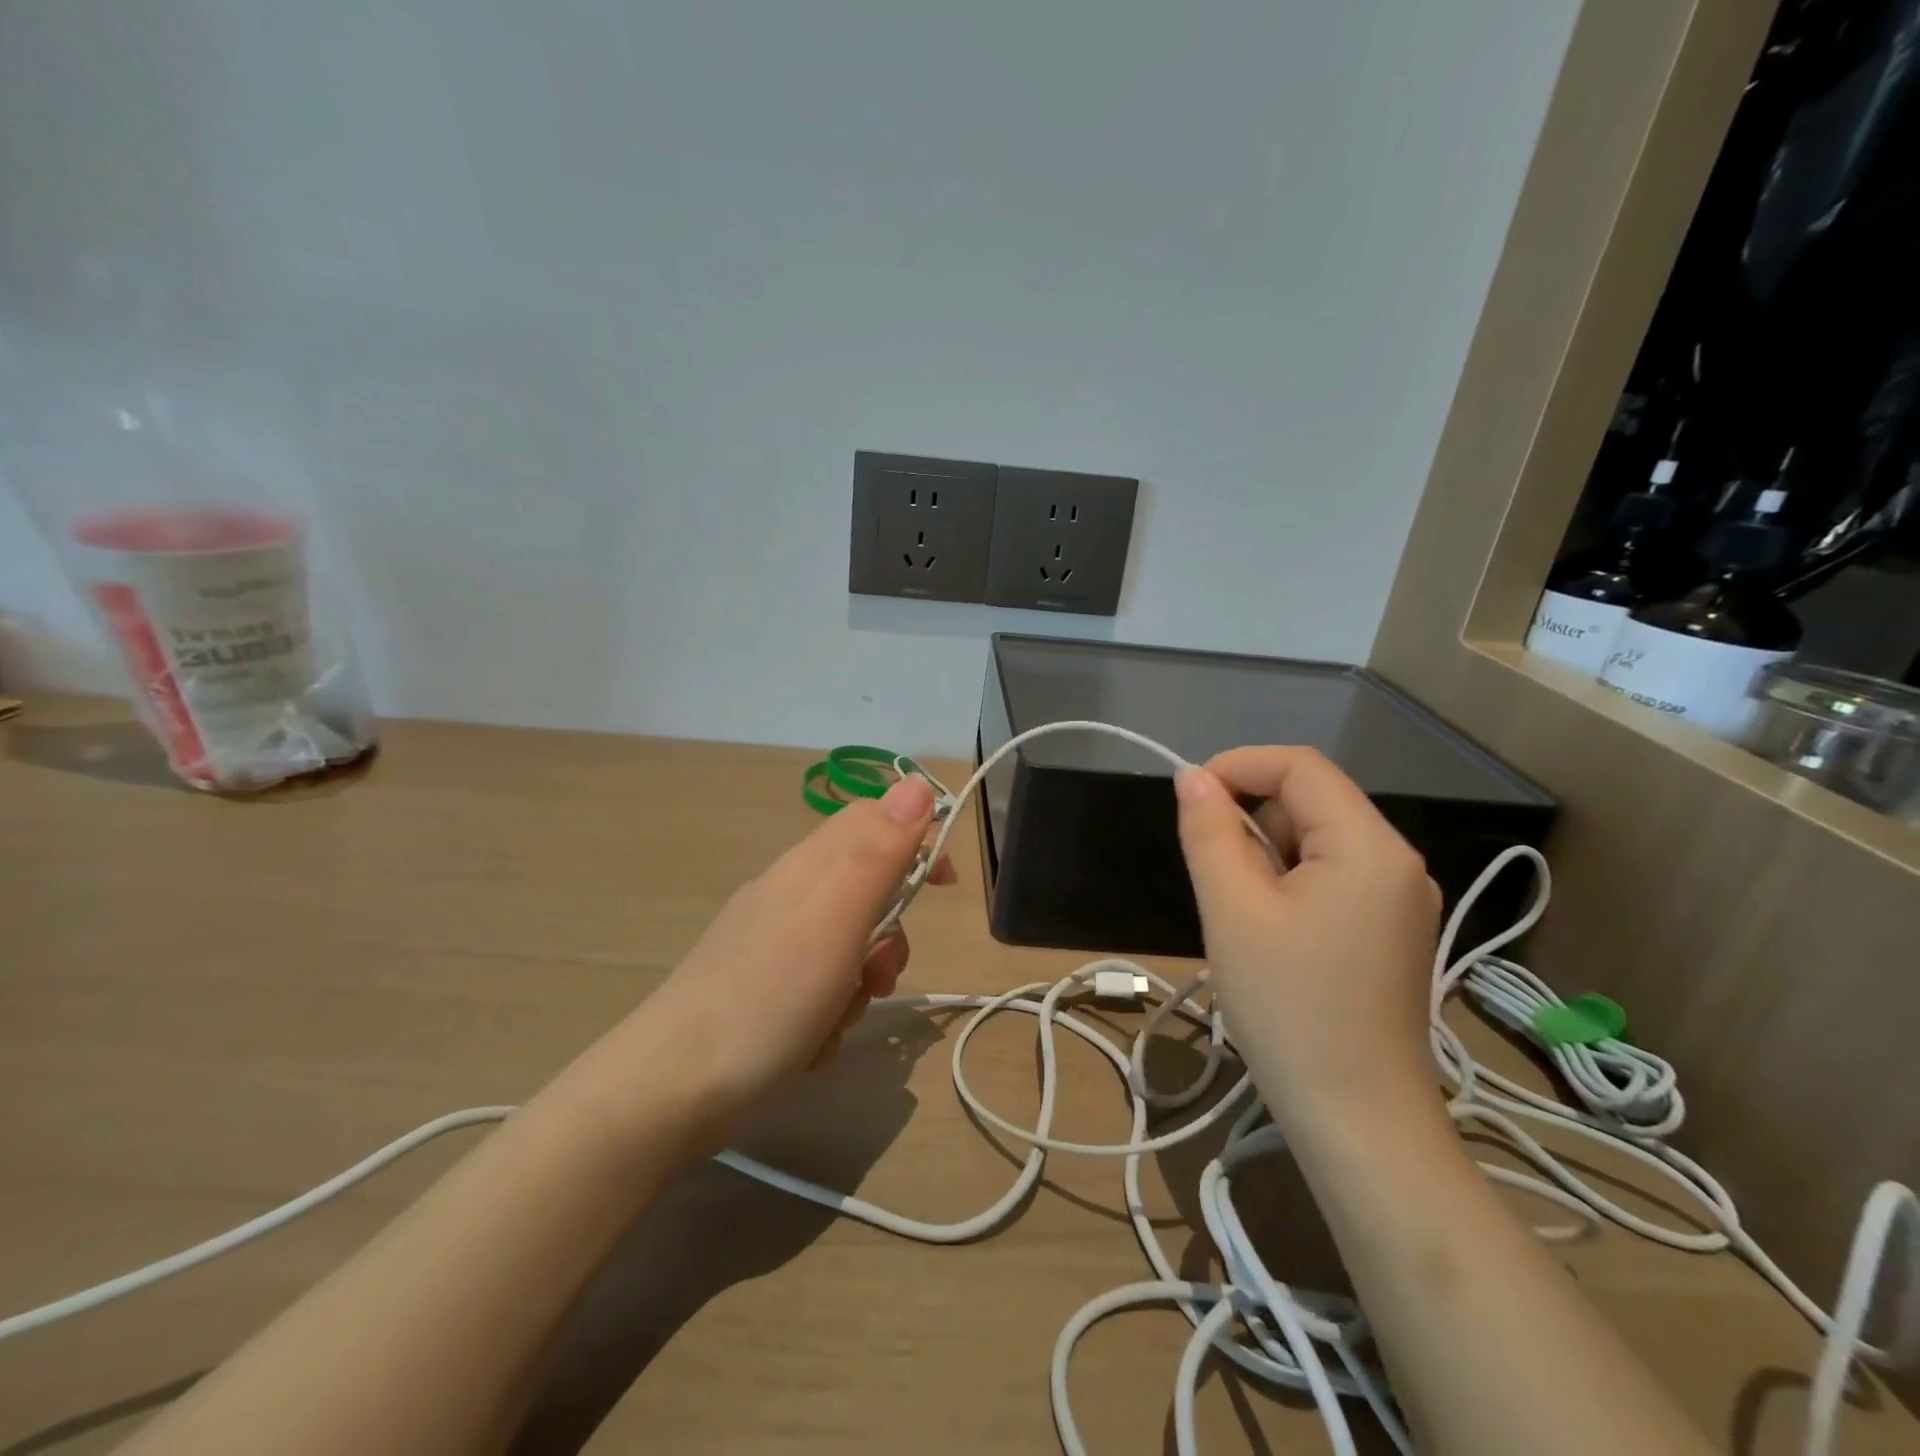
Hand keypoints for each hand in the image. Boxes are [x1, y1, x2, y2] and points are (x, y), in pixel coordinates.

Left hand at [625, 774, 954, 1130]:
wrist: (673, 1087)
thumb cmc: (770, 996)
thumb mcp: (837, 916)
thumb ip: (880, 850)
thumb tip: (917, 783)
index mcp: (810, 866)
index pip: (875, 820)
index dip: (917, 840)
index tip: (944, 885)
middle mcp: (790, 894)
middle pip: (867, 890)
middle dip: (888, 935)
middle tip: (879, 973)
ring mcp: (771, 943)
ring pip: (848, 947)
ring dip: (859, 983)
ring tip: (839, 1018)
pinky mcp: (761, 989)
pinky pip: (820, 988)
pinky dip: (828, 1014)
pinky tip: (810, 1044)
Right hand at [1173, 747, 1440, 1123]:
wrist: (1357, 1121)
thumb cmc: (1288, 1008)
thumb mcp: (1232, 910)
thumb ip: (1209, 832)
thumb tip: (1192, 778)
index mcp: (1370, 846)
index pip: (1299, 766)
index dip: (1237, 766)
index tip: (1188, 801)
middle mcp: (1397, 861)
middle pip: (1310, 802)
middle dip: (1251, 821)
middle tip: (1217, 882)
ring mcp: (1400, 899)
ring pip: (1316, 841)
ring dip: (1266, 857)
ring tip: (1244, 918)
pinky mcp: (1390, 930)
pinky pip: (1330, 877)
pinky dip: (1288, 885)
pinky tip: (1271, 936)